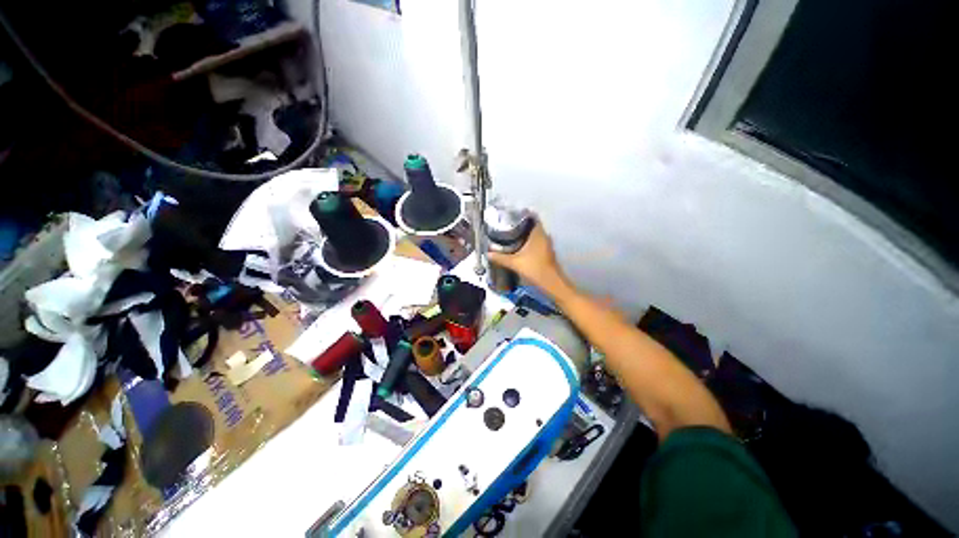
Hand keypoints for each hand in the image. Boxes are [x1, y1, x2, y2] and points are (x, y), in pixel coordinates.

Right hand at [488, 220, 566, 293]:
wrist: (552, 283)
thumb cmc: (534, 269)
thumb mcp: (514, 263)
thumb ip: (500, 258)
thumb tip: (488, 253)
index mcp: (538, 234)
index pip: (533, 217)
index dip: (524, 213)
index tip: (512, 214)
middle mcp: (544, 236)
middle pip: (533, 225)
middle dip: (521, 224)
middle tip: (508, 225)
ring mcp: (547, 245)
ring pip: (535, 234)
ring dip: (525, 234)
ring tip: (511, 235)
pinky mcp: (547, 253)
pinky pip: (537, 242)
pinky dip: (529, 242)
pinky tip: (519, 247)